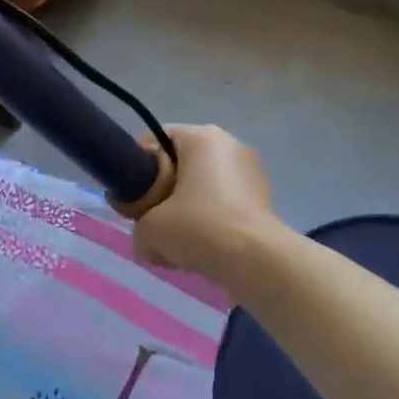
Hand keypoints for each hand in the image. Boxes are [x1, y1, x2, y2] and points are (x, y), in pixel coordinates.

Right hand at [132, 125, 278, 283]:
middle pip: (182, 164)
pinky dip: (211, 221)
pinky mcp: (262, 198)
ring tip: (180, 242)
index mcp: (202, 137)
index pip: (158, 138)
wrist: (258, 261)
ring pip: (203, 186)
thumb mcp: (150, 229)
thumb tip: (147, 237)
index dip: (140, 166)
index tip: (135, 197)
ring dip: (188, 209)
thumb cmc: (201, 228)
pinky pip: (224, 203)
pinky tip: (205, 248)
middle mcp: (229, 144)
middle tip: (155, 221)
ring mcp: (250, 171)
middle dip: (165, 192)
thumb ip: (138, 226)